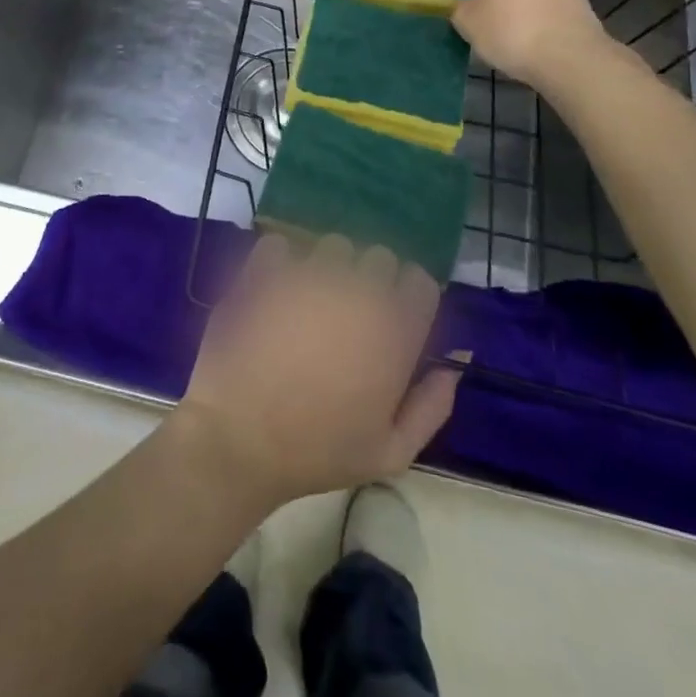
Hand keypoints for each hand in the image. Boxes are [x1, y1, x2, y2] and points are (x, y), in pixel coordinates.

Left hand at [175, 235, 459, 510]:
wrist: (239, 439)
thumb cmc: (319, 452)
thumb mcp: (391, 451)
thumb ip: (432, 404)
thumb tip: (456, 361)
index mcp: (393, 332)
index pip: (420, 282)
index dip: (408, 296)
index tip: (393, 316)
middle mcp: (357, 291)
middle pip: (379, 256)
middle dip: (371, 277)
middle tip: (350, 311)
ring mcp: (309, 275)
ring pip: (333, 245)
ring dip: (328, 265)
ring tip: (310, 299)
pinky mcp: (266, 269)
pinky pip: (281, 244)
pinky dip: (280, 260)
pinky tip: (274, 288)